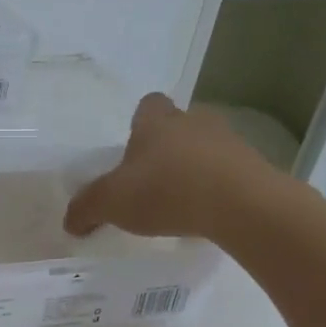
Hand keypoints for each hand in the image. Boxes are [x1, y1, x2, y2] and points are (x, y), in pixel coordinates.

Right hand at [64, 93, 281, 240]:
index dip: (140, 122)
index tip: (133, 147)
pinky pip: (229, 173)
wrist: (242, 205)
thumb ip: (86, 209)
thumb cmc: (167, 190)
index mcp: (156, 122)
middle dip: (167, 147)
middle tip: (153, 177)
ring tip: (181, 200)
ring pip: (206, 148)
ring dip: (195, 167)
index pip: (148, 104)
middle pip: (178, 125)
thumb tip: (70, 222)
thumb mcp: (111, 203)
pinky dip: (218, 188)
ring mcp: (230, 142)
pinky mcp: (255, 168)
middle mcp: (194, 122)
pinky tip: (207, 213)